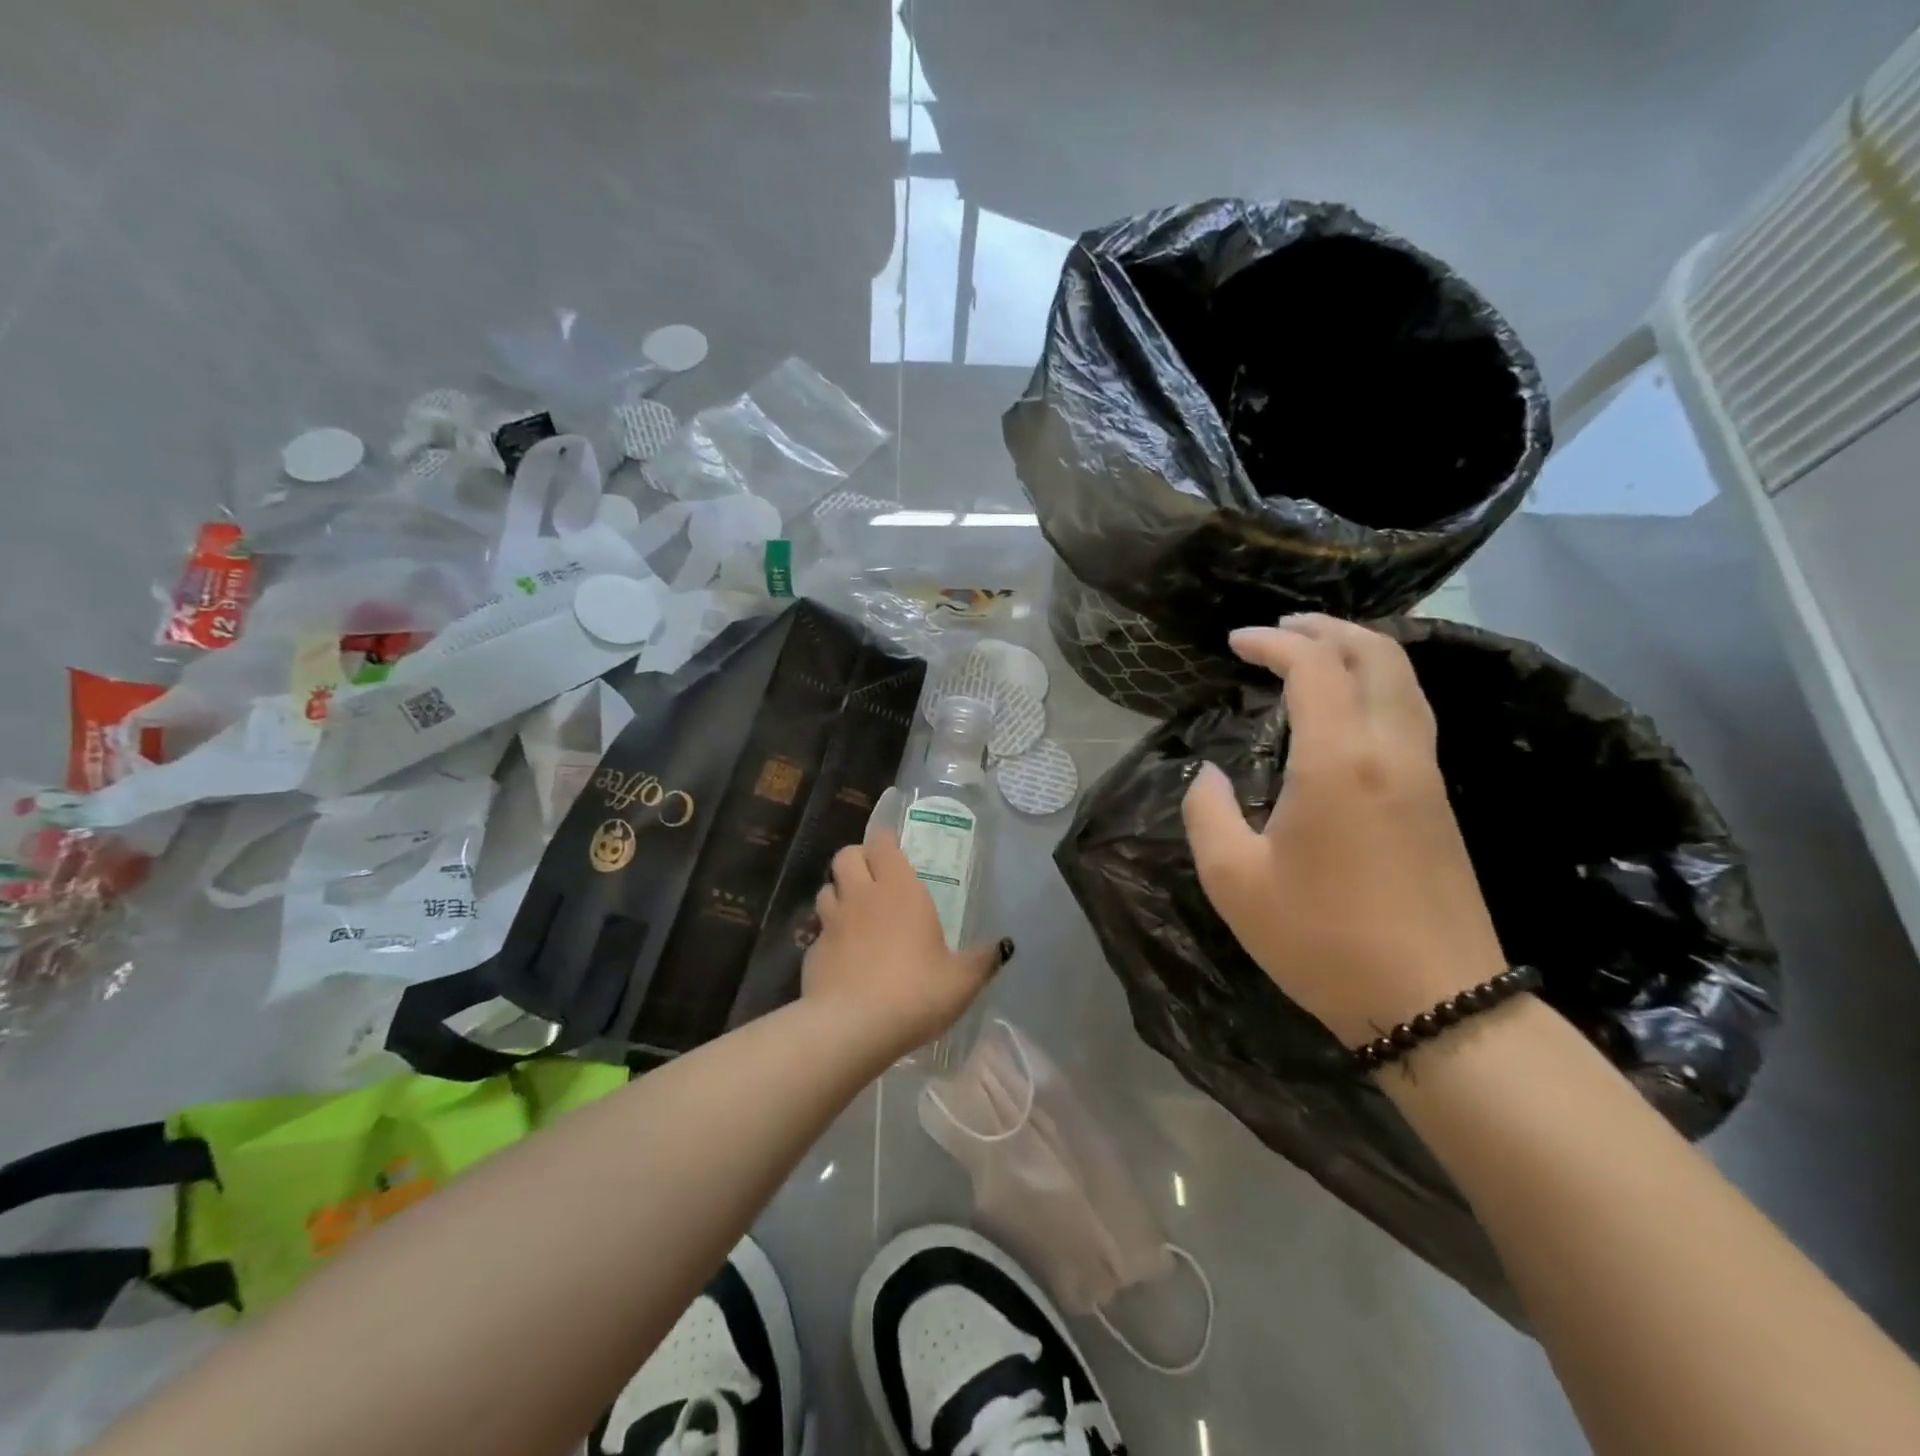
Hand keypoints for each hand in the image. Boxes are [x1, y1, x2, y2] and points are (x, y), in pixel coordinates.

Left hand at [802, 830, 1008, 1055]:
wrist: (852, 1027)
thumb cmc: (915, 992)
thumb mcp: (961, 980)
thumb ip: (982, 960)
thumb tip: (1003, 947)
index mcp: (899, 889)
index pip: (882, 843)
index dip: (885, 841)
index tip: (894, 848)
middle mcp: (861, 896)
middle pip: (846, 856)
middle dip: (857, 859)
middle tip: (874, 878)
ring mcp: (832, 922)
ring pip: (827, 889)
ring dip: (839, 893)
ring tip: (856, 912)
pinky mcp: (812, 951)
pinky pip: (819, 930)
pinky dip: (829, 934)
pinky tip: (843, 955)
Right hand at [1181, 615, 1508, 1045]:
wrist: (1435, 1004)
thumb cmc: (1322, 939)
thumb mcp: (1233, 880)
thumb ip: (1208, 812)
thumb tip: (1209, 775)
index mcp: (1339, 761)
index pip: (1314, 668)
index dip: (1273, 643)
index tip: (1235, 642)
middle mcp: (1392, 750)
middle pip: (1376, 654)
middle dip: (1326, 628)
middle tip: (1281, 629)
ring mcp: (1426, 773)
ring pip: (1405, 680)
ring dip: (1360, 650)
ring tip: (1315, 651)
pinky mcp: (1439, 800)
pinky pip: (1412, 712)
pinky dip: (1378, 684)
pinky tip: (1348, 706)